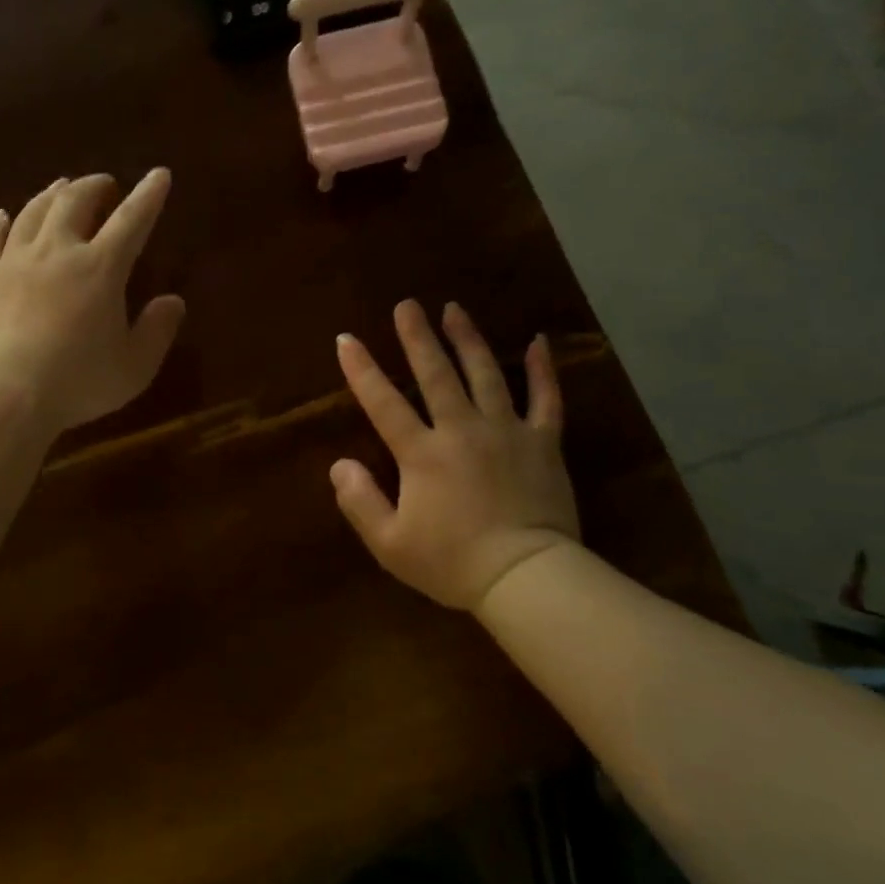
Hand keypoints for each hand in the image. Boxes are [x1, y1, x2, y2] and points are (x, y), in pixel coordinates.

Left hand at [0, 169, 185, 434]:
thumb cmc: (75, 382)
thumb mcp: (133, 367)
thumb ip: (157, 331)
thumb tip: (174, 301)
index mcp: (101, 268)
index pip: (131, 220)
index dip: (148, 196)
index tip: (159, 174)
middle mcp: (57, 251)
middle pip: (75, 201)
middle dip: (94, 186)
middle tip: (104, 183)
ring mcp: (13, 261)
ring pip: (33, 212)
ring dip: (52, 194)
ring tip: (61, 186)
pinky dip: (0, 223)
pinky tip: (3, 216)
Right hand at [331, 300, 577, 610]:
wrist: (527, 578)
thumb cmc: (453, 563)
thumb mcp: (390, 544)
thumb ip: (360, 501)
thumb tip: (338, 464)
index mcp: (422, 453)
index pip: (383, 402)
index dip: (361, 370)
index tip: (346, 339)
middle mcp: (461, 430)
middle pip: (436, 374)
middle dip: (417, 337)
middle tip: (407, 304)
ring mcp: (506, 431)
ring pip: (485, 374)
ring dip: (467, 339)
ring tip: (454, 309)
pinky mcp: (543, 443)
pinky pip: (546, 399)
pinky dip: (543, 369)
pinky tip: (538, 341)